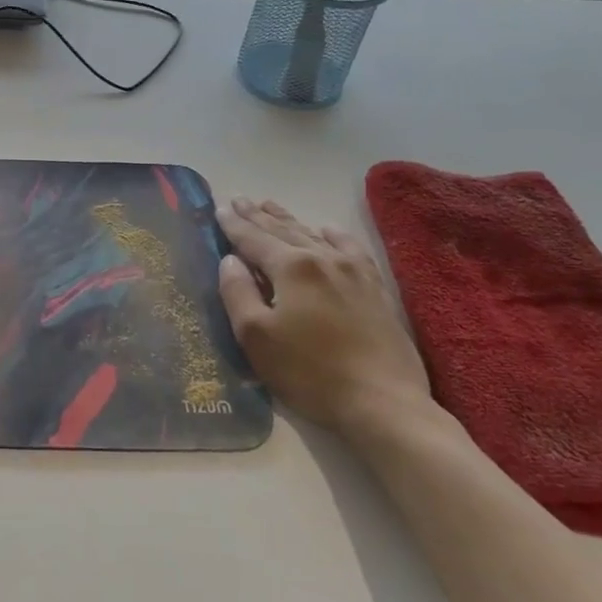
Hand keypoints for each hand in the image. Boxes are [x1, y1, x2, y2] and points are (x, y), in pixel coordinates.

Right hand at [216, 196, 432, 435]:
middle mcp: (323, 258)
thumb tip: (230, 260)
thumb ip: (238, 293)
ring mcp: (354, 271)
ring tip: (269, 205)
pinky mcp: (375, 288)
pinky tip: (326, 229)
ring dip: (288, 220)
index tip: (218, 208)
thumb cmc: (309, 372)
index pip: (253, 239)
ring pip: (314, 235)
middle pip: (283, 230)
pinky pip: (350, 248)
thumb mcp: (256, 337)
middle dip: (257, 215)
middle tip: (239, 199)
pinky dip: (333, 235)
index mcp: (292, 268)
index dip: (233, 225)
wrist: (383, 402)